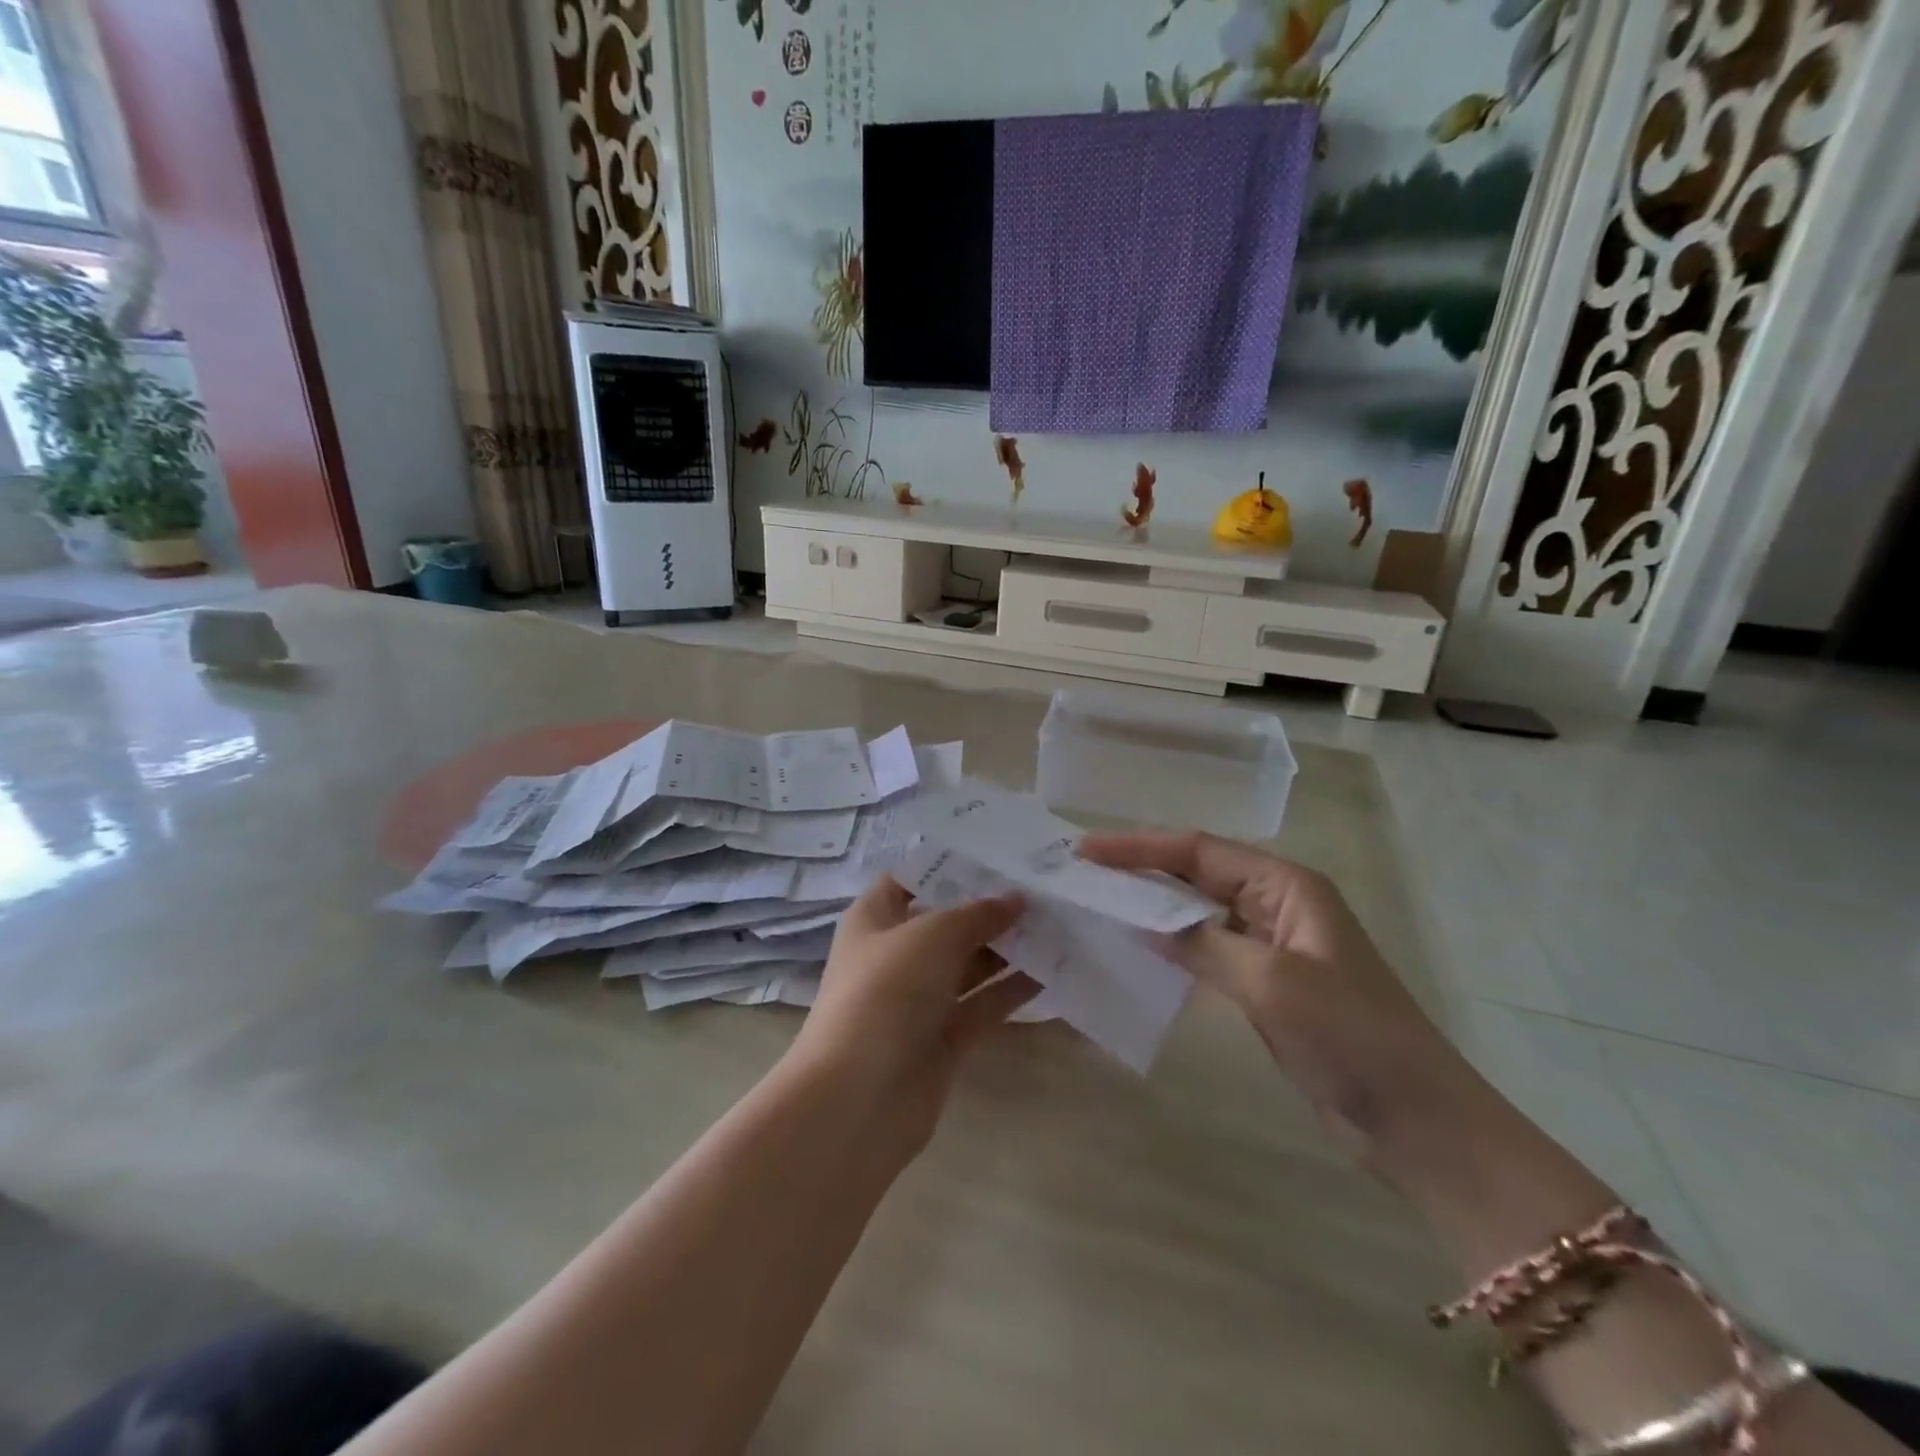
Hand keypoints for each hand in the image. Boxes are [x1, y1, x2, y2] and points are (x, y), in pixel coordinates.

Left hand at [790, 876, 1039, 1142]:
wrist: (858, 1098)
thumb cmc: (885, 993)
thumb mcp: (931, 936)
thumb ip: (977, 914)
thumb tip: (1016, 899)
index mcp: (875, 919)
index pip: (913, 878)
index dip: (950, 865)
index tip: (999, 852)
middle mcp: (897, 954)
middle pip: (949, 921)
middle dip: (992, 907)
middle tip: (1044, 887)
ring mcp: (921, 998)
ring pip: (972, 963)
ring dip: (1010, 947)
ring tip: (1060, 922)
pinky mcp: (945, 1037)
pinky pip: (985, 1002)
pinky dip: (1015, 988)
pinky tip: (1055, 969)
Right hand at [1079, 832, 1472, 1161]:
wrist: (1419, 1121)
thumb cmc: (1351, 1037)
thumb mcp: (1271, 982)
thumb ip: (1202, 944)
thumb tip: (1142, 921)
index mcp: (1286, 885)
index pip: (1198, 850)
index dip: (1139, 847)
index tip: (1086, 852)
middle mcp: (1277, 903)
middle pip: (1195, 874)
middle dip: (1140, 871)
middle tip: (1082, 874)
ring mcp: (1272, 944)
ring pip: (1199, 911)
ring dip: (1153, 907)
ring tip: (1099, 905)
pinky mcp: (1266, 982)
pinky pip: (1208, 948)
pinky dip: (1173, 945)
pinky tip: (1139, 950)